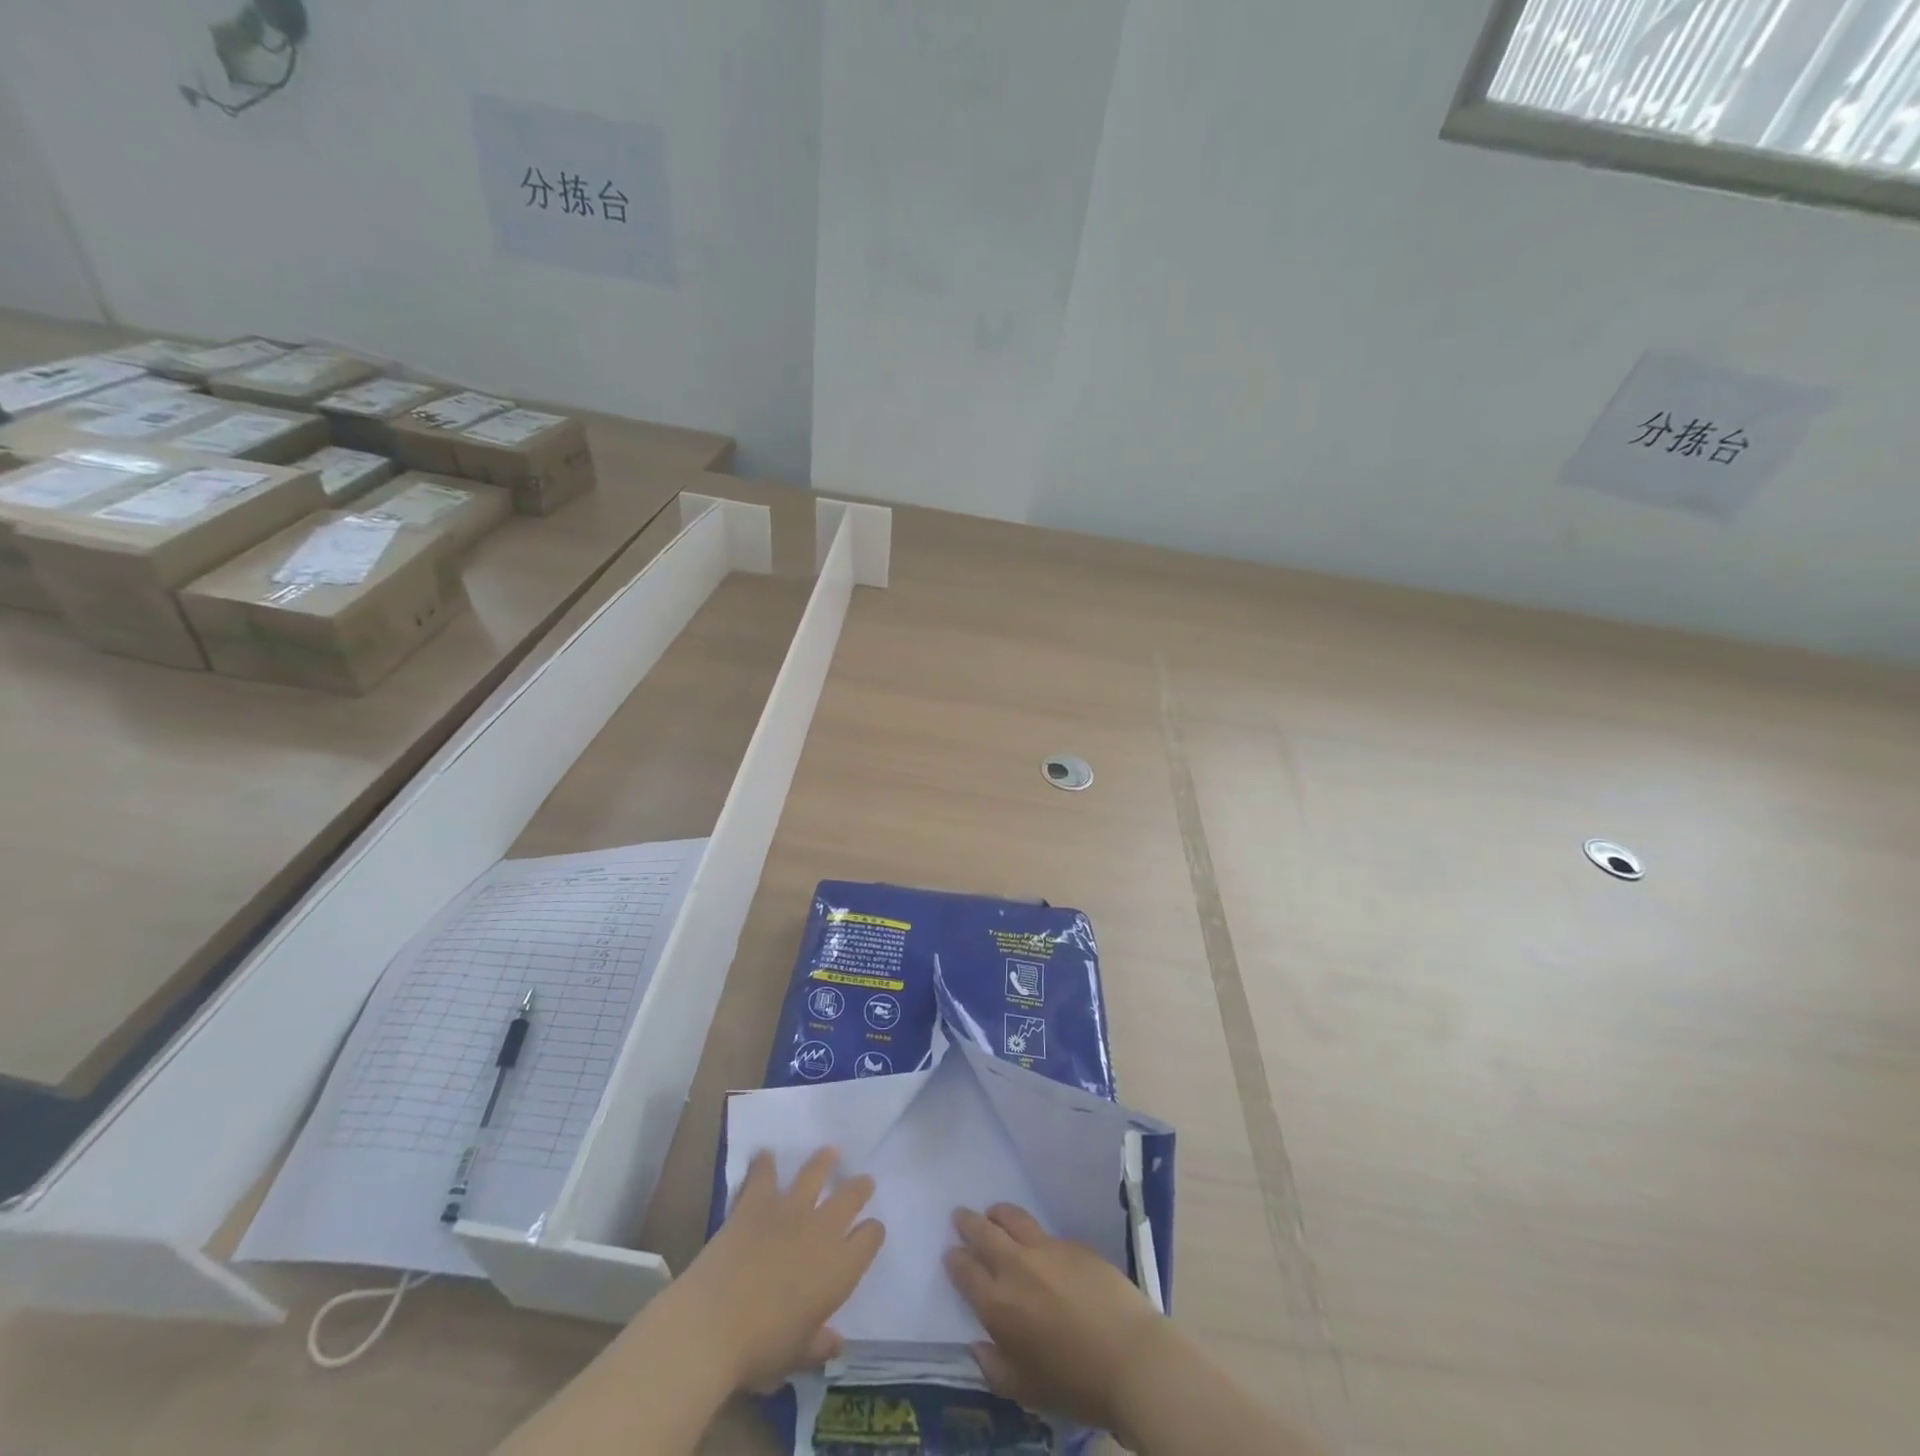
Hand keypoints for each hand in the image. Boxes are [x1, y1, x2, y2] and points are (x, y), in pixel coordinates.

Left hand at [673, 1148, 884, 1390]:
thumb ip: (819, 1345)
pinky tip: (765, 1154)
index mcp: (839, 1268)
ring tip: (829, 1152)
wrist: (713, 1324)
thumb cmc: (760, 1349)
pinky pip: (763, 1175)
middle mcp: (822, 1230)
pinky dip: (764, 1164)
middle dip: (859, 1187)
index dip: (872, 1234)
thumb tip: (836, 1343)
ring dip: (823, 1161)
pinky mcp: (756, 1202)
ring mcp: (789, 1210)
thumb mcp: (796, 1355)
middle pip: (850, 1197)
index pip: (870, 1239)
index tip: (871, 1232)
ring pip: (814, 1173)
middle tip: (863, 1180)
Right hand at [944, 1203, 1165, 1434]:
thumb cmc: (1074, 1384)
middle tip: (960, 1215)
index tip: (951, 1252)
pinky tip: (1039, 1244)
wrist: (1129, 1358)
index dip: (955, 1260)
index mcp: (998, 1305)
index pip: (965, 1271)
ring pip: (1012, 1218)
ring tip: (993, 1212)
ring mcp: (1045, 1249)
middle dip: (968, 1222)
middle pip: (983, 1232)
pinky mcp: (1073, 1243)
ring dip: (997, 1213)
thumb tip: (978, 1346)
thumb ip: (994, 1367)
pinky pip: (1044, 1231)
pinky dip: (1032, 1233)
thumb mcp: (1025, 1390)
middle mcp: (1015, 1267)